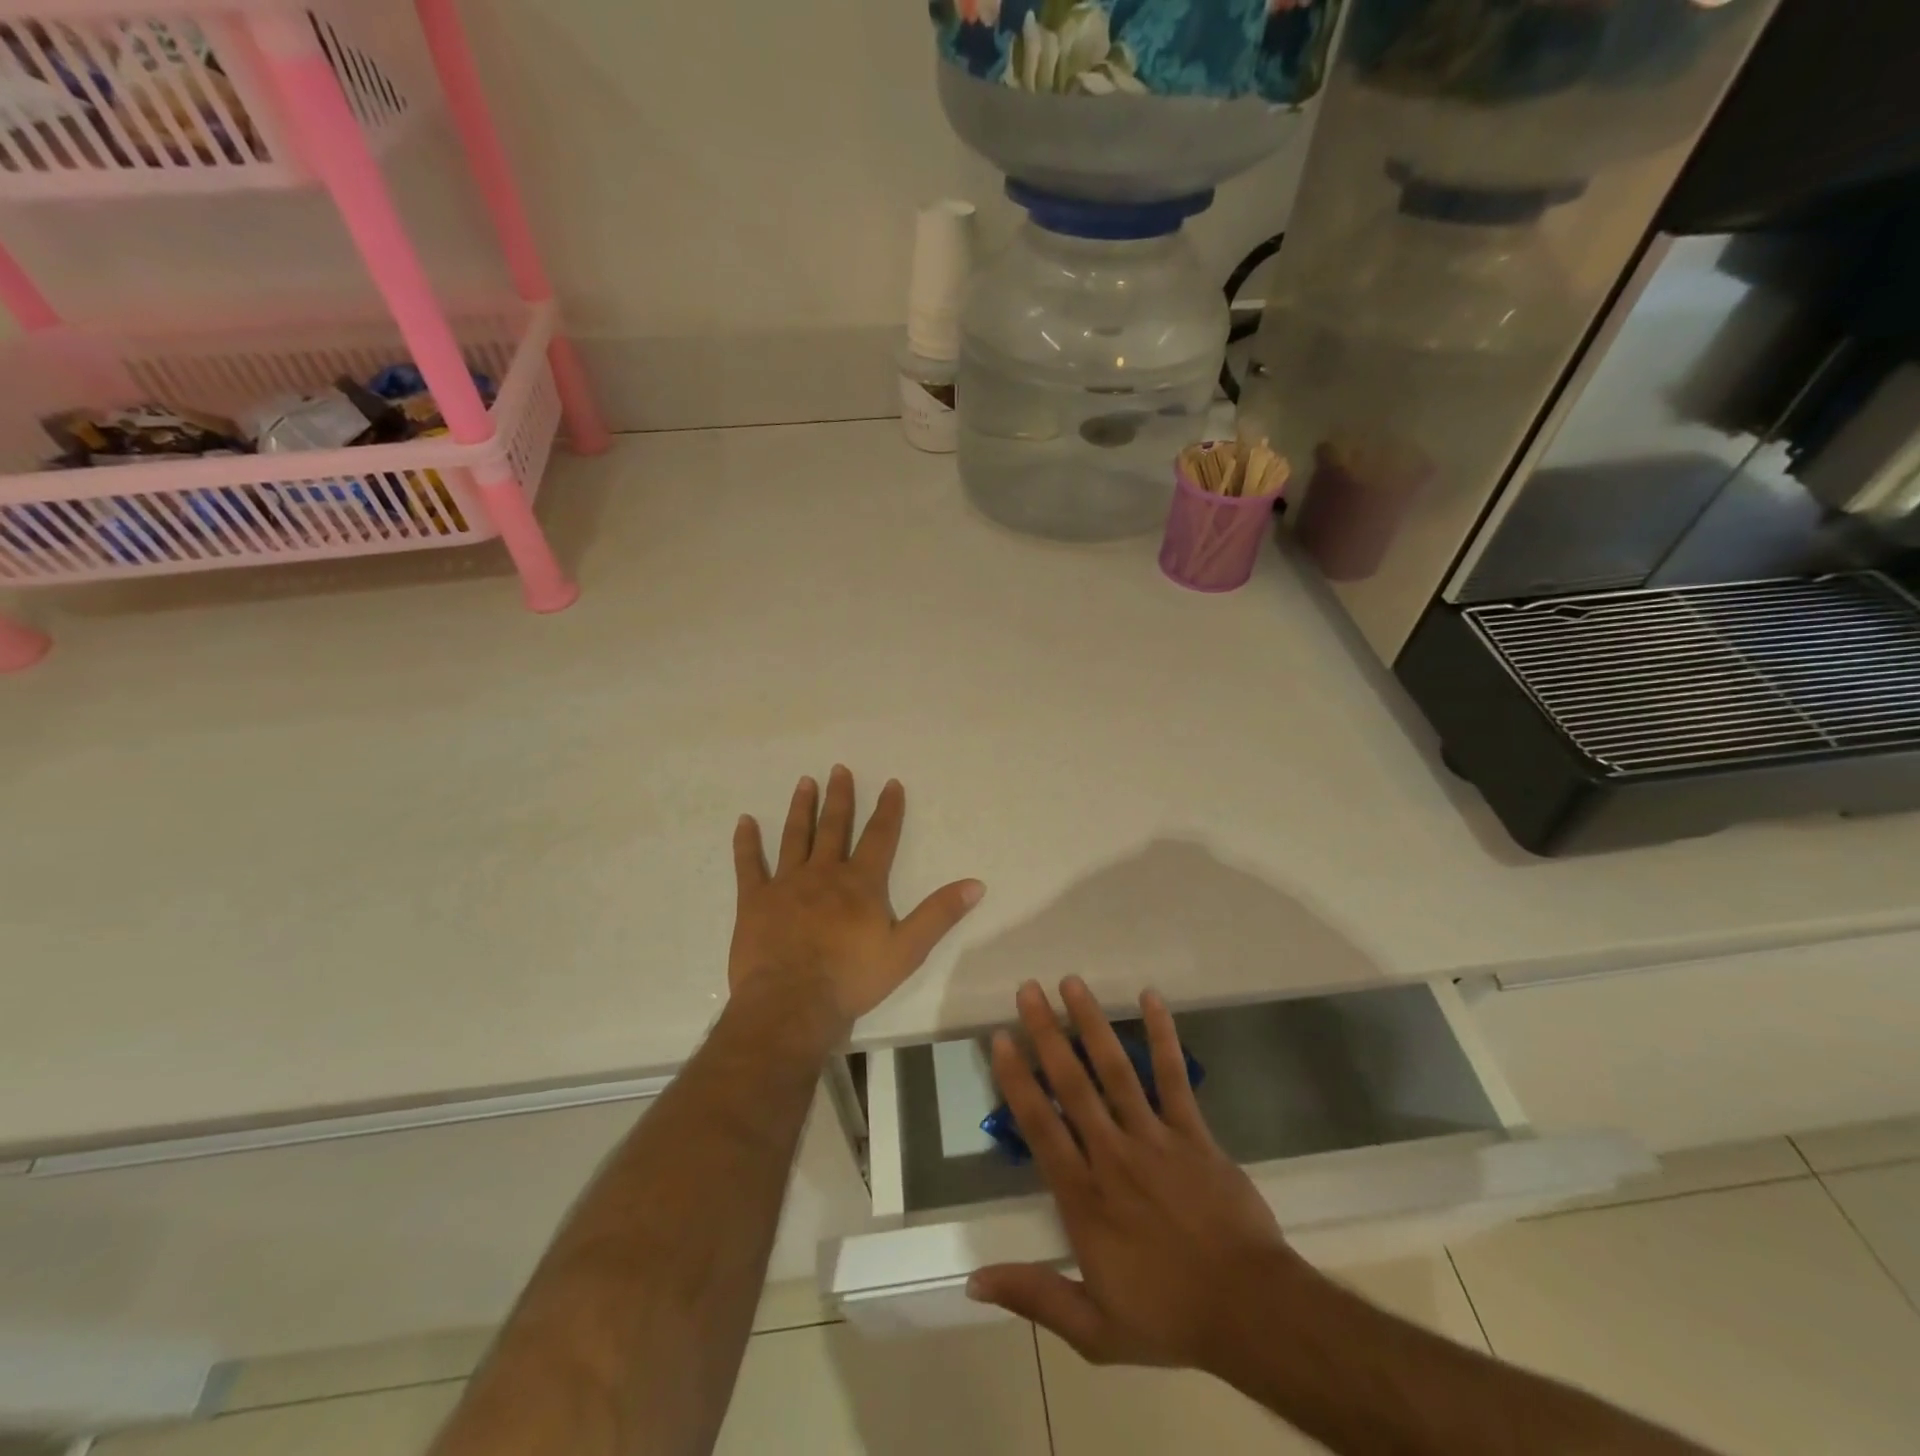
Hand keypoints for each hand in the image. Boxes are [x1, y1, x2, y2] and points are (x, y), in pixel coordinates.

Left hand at [730, 766, 984, 1036]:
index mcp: (860, 883)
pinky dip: (746, 842)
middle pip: (834, 827)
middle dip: (840, 797)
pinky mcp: (755, 900)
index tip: (890, 783)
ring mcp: (786, 884)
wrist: (792, 1003)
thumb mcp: (907, 950)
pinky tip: (744, 821)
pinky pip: (749, 865)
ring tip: (805, 782)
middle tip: (838, 769)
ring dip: (801, 808)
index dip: (888, 809)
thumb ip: (939, 914)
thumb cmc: (852, 978)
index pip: (879, 837)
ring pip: (795, 837)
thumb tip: (975, 884)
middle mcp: (824, 873)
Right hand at [967, 977, 1312, 1370]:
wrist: (1251, 1312)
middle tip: (1027, 990)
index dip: (1017, 1079)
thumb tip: (972, 1281)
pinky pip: (1174, 1077)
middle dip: (1047, 1033)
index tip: (1001, 1038)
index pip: (1040, 1126)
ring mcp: (1155, 1138)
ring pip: (1116, 1071)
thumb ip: (1033, 1296)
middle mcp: (1113, 1155)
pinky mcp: (1193, 1133)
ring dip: (1093, 1023)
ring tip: (1071, 983)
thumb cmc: (1168, 1318)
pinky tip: (1151, 998)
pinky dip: (1163, 1036)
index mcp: (1085, 1197)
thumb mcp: (1093, 1330)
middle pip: (1072, 1084)